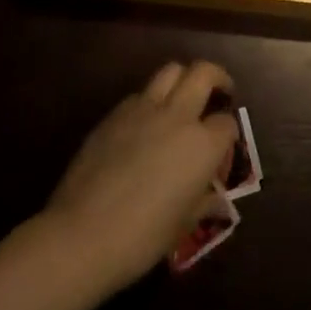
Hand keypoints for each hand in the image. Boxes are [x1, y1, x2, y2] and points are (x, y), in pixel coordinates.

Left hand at [42, 60, 239, 290]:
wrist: (82, 234)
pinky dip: (150, 100)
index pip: (227, 124)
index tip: (223, 146)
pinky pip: (140, 94)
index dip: (228, 134)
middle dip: (217, 77)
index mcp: (202, 145)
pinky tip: (145, 124)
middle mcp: (178, 116)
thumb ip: (203, 202)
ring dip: (183, 78)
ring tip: (183, 96)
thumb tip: (217, 200)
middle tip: (220, 91)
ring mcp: (144, 109)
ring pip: (171, 70)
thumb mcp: (182, 225)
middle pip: (203, 73)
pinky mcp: (115, 113)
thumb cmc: (141, 238)